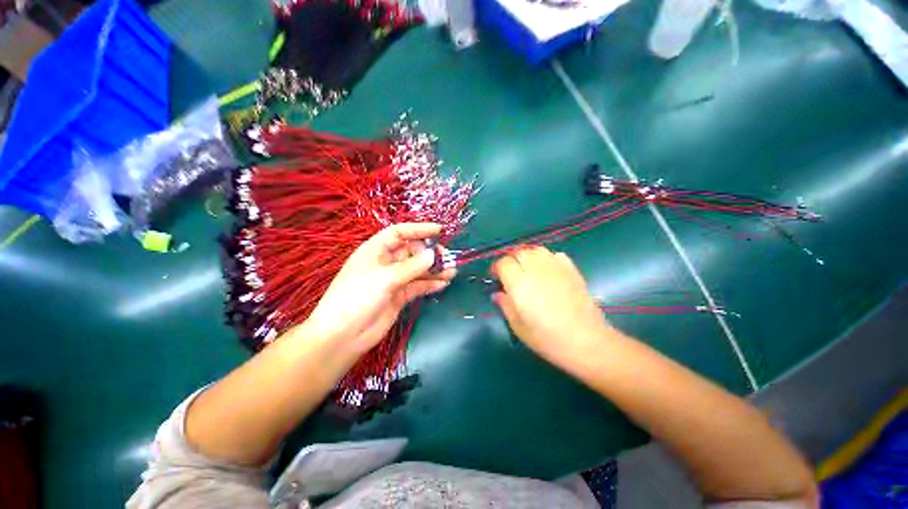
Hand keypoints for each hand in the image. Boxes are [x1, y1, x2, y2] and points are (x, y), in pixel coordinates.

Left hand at [298, 223, 455, 355]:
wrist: (342, 336)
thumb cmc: (357, 298)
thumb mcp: (385, 278)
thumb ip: (412, 266)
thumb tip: (434, 254)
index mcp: (375, 250)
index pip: (399, 233)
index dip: (419, 230)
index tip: (439, 231)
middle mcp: (385, 263)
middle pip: (412, 252)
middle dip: (429, 254)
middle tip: (446, 258)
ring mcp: (393, 280)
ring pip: (417, 270)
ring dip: (434, 270)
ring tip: (451, 271)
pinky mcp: (398, 296)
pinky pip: (417, 286)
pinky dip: (430, 284)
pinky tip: (443, 284)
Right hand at [491, 247, 617, 373]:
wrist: (586, 341)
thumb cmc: (547, 338)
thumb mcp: (518, 326)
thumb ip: (505, 305)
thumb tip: (498, 294)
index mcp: (519, 283)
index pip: (504, 263)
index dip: (497, 268)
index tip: (497, 278)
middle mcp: (536, 269)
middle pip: (519, 252)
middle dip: (512, 261)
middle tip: (512, 275)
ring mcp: (556, 267)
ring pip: (536, 250)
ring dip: (528, 257)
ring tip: (529, 270)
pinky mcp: (572, 270)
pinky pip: (555, 255)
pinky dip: (547, 259)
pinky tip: (548, 271)